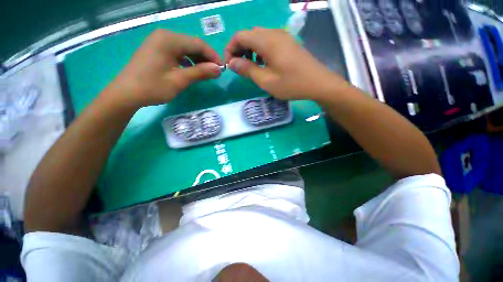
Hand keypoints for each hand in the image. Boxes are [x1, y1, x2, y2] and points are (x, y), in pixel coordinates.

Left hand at [106, 29, 222, 107]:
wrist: (126, 93)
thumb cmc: (153, 87)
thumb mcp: (179, 80)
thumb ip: (200, 73)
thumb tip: (219, 70)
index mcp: (169, 40)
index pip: (198, 44)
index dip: (213, 56)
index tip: (222, 69)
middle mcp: (164, 36)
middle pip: (192, 44)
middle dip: (206, 58)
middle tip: (215, 73)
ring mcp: (159, 42)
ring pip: (185, 48)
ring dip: (197, 60)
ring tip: (206, 73)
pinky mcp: (157, 49)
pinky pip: (178, 52)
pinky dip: (188, 61)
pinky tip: (192, 70)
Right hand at [225, 28, 346, 100]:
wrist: (318, 83)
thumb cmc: (291, 84)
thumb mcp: (266, 81)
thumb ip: (247, 70)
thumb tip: (231, 63)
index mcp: (267, 41)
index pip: (240, 36)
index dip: (230, 48)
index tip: (229, 64)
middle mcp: (274, 33)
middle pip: (249, 34)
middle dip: (239, 49)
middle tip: (238, 67)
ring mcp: (283, 37)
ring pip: (259, 37)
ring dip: (249, 50)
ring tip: (249, 66)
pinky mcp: (288, 43)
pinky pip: (268, 41)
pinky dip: (260, 50)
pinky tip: (262, 63)